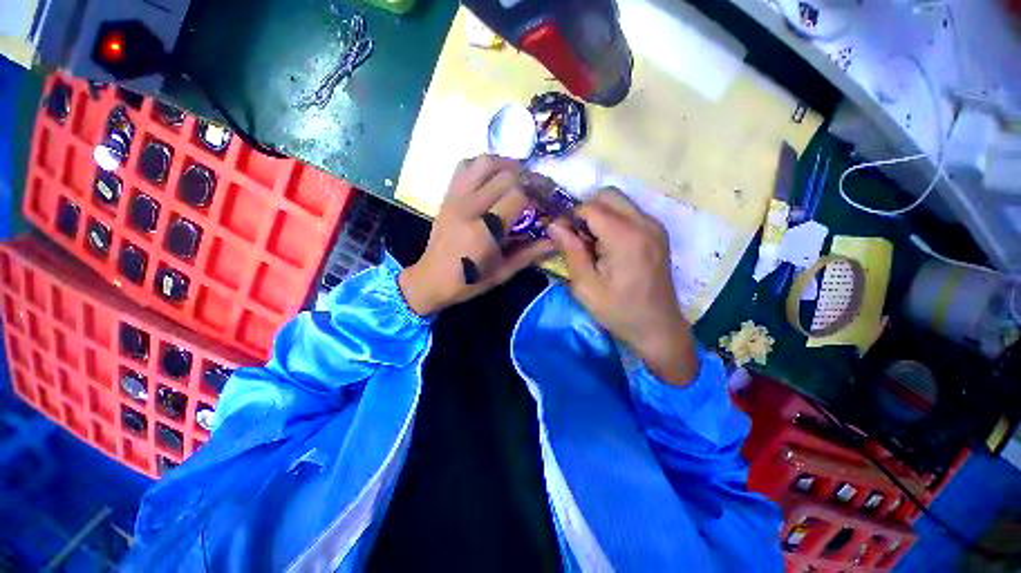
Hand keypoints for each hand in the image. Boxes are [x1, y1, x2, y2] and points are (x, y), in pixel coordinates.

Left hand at [399, 155, 554, 315]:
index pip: (518, 196)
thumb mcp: (503, 272)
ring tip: (521, 178)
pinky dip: (484, 165)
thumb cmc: (469, 281)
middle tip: (541, 190)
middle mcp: (468, 208)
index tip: (549, 204)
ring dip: (508, 165)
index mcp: (484, 231)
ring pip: (484, 162)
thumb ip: (530, 253)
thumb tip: (556, 241)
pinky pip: (465, 166)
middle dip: (530, 178)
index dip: (539, 195)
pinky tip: (494, 176)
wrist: (431, 280)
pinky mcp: (447, 195)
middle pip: (506, 175)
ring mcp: (455, 198)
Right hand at [548, 188, 698, 385]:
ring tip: (593, 244)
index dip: (570, 217)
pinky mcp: (658, 233)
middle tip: (578, 238)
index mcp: (625, 237)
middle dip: (586, 210)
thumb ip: (571, 251)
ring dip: (600, 215)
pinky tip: (609, 247)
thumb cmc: (619, 312)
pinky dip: (614, 221)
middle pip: (608, 195)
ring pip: (619, 202)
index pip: (590, 207)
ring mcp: (655, 226)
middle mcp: (644, 223)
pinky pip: (630, 213)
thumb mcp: (586, 287)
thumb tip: (554, 224)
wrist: (659, 328)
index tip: (561, 235)